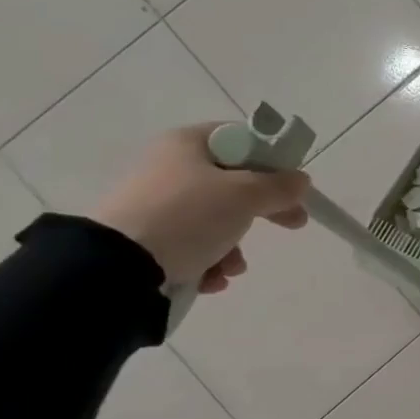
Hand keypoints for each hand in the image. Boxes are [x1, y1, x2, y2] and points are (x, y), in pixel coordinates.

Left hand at [91, 125, 310, 293]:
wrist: (118, 265)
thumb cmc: (188, 216)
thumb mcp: (245, 196)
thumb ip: (280, 186)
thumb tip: (301, 180)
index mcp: (188, 144)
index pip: (242, 139)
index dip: (273, 160)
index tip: (292, 186)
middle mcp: (169, 167)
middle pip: (234, 183)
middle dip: (262, 210)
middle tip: (292, 224)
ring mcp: (156, 203)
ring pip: (215, 219)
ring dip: (234, 245)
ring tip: (233, 267)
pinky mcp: (146, 237)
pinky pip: (192, 244)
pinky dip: (209, 261)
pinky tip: (211, 279)